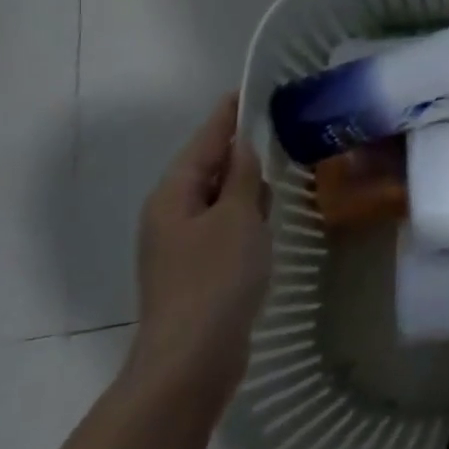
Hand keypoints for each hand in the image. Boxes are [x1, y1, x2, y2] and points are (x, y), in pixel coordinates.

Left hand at [129, 93, 271, 404]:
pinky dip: (243, 215)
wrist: (193, 358)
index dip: (229, 114)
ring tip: (278, 165)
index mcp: (173, 194)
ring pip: (216, 199)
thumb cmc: (216, 278)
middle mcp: (170, 213)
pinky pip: (222, 226)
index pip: (206, 139)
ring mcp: (180, 244)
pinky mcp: (196, 269)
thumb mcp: (237, 217)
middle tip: (278, 127)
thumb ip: (241, 177)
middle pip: (207, 167)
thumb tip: (243, 146)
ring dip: (243, 184)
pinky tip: (265, 218)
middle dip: (239, 148)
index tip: (251, 90)